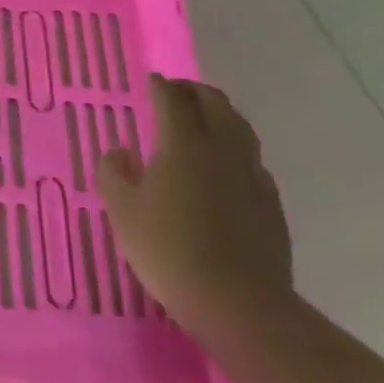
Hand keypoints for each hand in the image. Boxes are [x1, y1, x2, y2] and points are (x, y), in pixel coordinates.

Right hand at [99, 75, 292, 339]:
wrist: (238, 302)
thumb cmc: (168, 250)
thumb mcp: (122, 212)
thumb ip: (114, 174)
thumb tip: (119, 152)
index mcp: (183, 144)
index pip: (173, 100)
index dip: (160, 86)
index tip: (151, 80)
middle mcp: (221, 149)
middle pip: (215, 103)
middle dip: (194, 91)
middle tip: (176, 92)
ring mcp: (251, 174)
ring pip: (240, 127)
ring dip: (220, 113)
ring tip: (203, 118)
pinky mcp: (270, 201)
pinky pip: (251, 158)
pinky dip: (235, 146)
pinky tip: (224, 165)